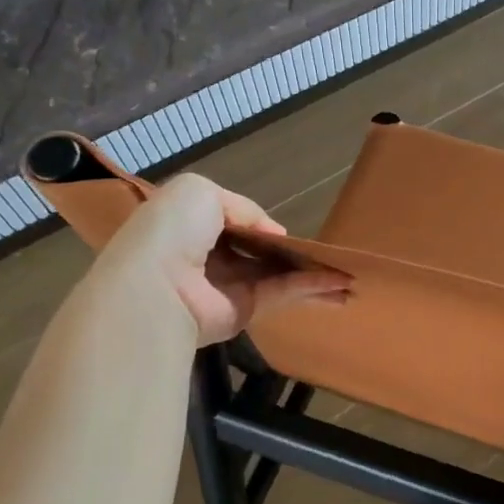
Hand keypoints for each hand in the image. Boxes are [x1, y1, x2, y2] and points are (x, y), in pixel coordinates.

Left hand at [97, 172, 350, 345]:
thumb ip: (243, 207)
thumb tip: (275, 233)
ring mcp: (229, 286)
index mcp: (193, 228)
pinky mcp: (245, 310)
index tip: (286, 228)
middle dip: (293, 253)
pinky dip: (311, 287)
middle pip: (261, 252)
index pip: (233, 224)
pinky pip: (282, 293)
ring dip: (312, 273)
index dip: (260, 225)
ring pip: (278, 274)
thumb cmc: (172, 231)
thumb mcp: (202, 193)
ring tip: (349, 275)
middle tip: (328, 253)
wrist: (155, 285)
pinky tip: (339, 284)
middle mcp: (211, 258)